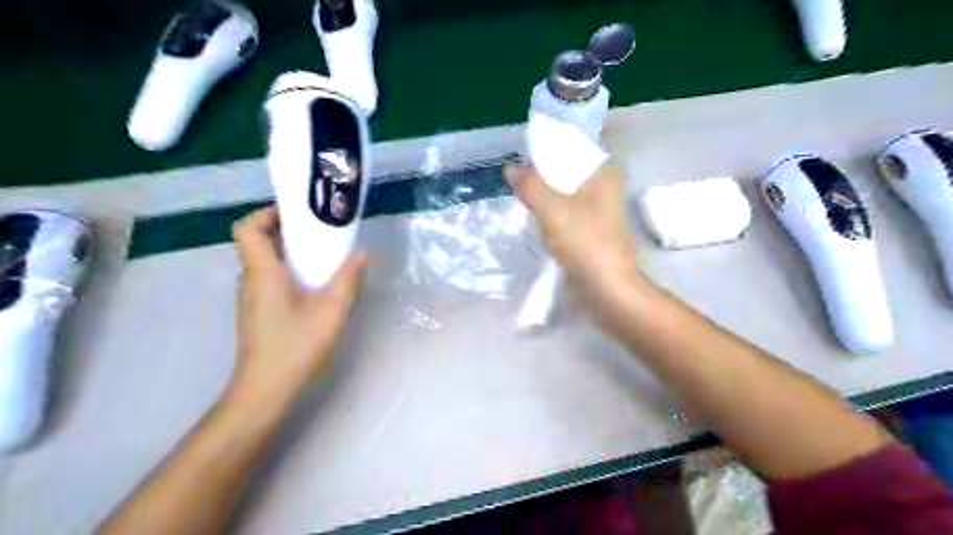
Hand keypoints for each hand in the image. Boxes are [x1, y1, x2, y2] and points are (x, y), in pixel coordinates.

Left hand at [228, 204, 365, 404]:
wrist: (265, 390)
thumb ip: (347, 279)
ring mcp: (252, 298)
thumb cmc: (295, 346)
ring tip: (322, 255)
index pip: (247, 229)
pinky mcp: (258, 313)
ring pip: (265, 263)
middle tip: (319, 230)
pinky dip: (288, 272)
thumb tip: (361, 252)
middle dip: (287, 231)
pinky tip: (314, 286)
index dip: (265, 213)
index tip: (295, 213)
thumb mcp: (330, 310)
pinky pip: (270, 280)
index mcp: (263, 273)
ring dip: (289, 253)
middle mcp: (251, 280)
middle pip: (259, 243)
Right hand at [502, 161, 634, 299]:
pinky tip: (533, 215)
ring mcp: (598, 210)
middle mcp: (603, 187)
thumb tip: (511, 168)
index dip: (545, 148)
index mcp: (602, 174)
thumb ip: (530, 185)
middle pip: (566, 170)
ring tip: (518, 192)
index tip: (520, 154)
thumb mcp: (552, 209)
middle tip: (514, 175)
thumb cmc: (584, 242)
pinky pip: (566, 211)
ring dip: (544, 192)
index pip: (571, 147)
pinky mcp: (590, 229)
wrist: (606, 288)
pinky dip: (550, 210)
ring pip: (565, 192)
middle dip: (541, 172)